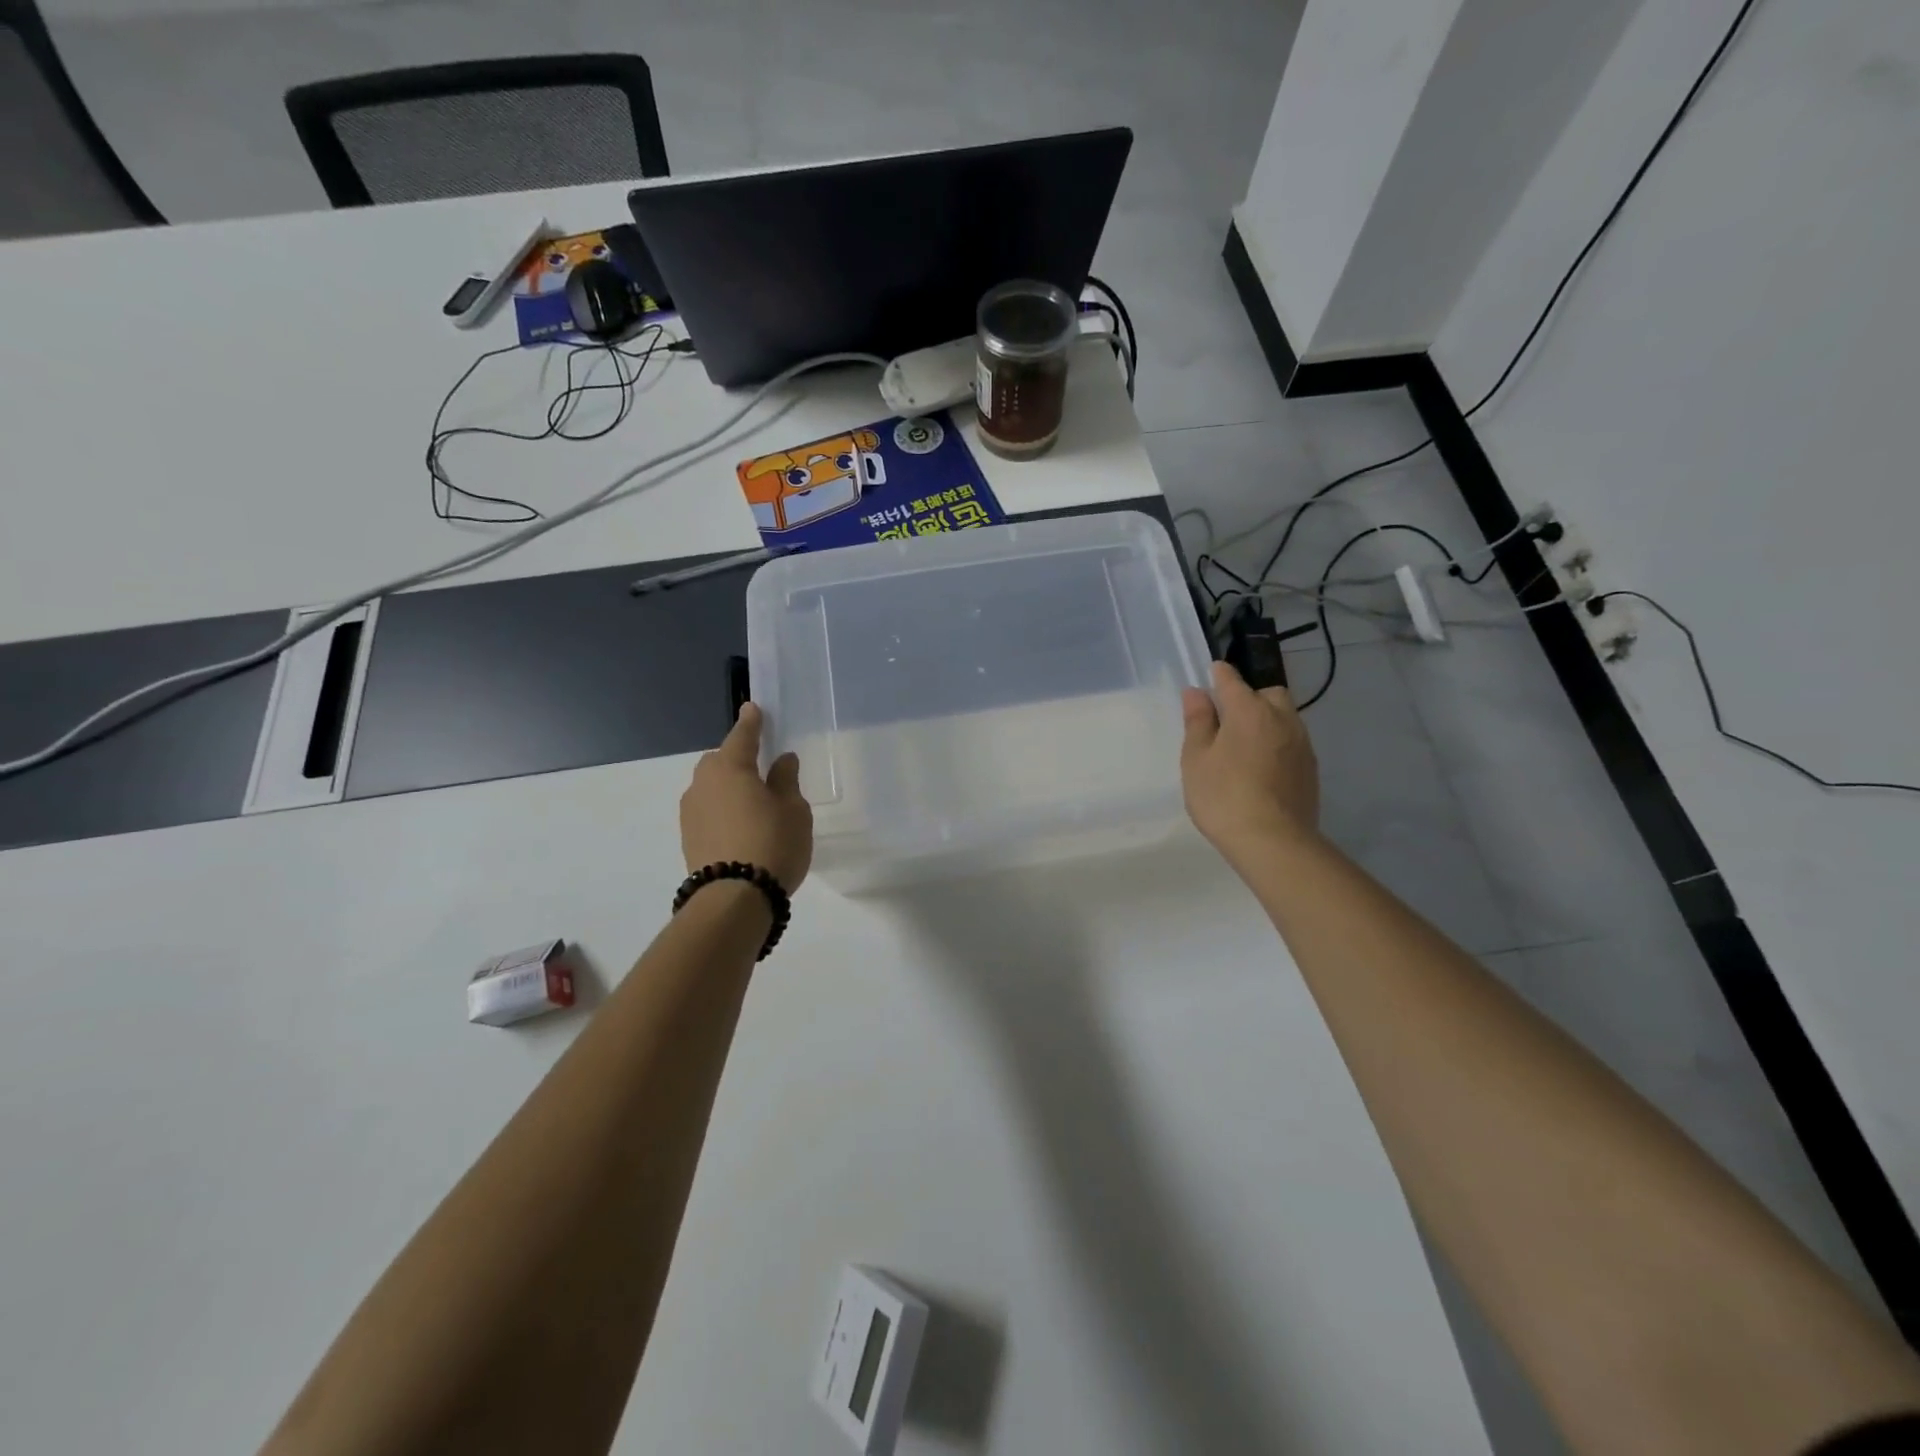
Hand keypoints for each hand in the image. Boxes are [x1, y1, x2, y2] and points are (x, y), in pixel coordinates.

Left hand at [680, 702, 812, 892]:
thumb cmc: (772, 843)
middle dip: (737, 758)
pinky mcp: (688, 837)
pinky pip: (708, 810)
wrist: (734, 899)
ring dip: (728, 787)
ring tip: (753, 802)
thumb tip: (781, 760)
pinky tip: (740, 825)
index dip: (751, 722)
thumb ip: (786, 780)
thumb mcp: (793, 810)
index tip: (753, 707)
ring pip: (711, 787)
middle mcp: (703, 783)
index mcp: (731, 768)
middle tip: (760, 766)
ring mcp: (691, 812)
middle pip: (720, 761)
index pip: (742, 735)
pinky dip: (722, 810)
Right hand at [1180, 660, 1319, 857]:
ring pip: (1284, 717)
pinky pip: (1292, 742)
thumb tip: (1196, 692)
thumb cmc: (1223, 796)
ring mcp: (1301, 744)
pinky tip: (1261, 767)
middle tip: (1227, 720)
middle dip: (1249, 697)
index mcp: (1249, 710)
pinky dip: (1276, 744)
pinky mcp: (1310, 768)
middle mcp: (1281, 718)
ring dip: (1266, 721)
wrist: (1274, 841)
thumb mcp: (1196, 758)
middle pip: (1268, 694)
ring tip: (1244, 746)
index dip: (1217, 675)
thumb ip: (1198, 722)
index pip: (1231, 679)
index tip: (1209, 675)